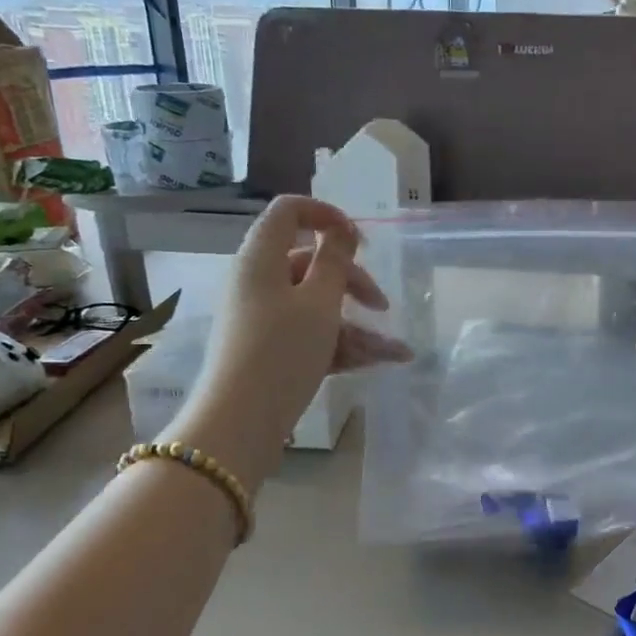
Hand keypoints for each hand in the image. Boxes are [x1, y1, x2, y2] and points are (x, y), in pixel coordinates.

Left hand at [186, 196, 408, 474]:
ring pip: (317, 306)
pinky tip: (378, 363)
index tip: (360, 240)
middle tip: (382, 305)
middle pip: (311, 263)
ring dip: (357, 326)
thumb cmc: (281, 352)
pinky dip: (341, 346)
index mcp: (261, 258)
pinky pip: (310, 335)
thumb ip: (335, 261)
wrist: (240, 423)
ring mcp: (263, 318)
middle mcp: (258, 282)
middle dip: (353, 282)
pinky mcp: (271, 350)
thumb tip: (340, 229)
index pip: (289, 212)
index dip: (326, 215)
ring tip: (396, 353)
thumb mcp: (319, 302)